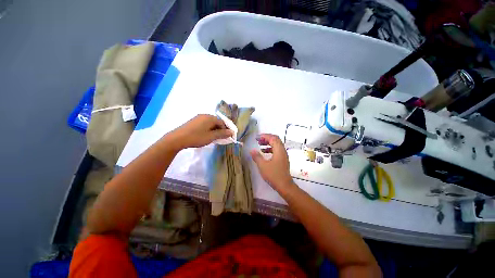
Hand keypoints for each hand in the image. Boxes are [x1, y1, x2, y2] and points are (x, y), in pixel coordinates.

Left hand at [169, 114, 232, 149]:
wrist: (177, 138)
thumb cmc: (196, 137)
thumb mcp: (211, 137)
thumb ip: (222, 134)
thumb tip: (232, 132)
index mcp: (210, 118)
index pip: (222, 123)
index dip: (226, 130)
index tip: (228, 137)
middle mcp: (205, 115)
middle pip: (217, 122)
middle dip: (220, 130)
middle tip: (221, 138)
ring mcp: (198, 118)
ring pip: (210, 123)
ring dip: (214, 130)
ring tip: (213, 138)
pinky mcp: (194, 121)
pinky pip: (205, 124)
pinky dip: (208, 129)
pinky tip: (206, 135)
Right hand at [250, 134, 294, 192]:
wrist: (285, 186)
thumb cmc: (274, 175)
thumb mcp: (263, 165)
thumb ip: (257, 157)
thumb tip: (251, 150)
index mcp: (279, 150)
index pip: (273, 138)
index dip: (265, 136)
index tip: (257, 137)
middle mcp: (283, 150)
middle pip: (275, 140)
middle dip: (266, 138)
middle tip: (258, 140)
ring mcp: (284, 155)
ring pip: (276, 145)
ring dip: (268, 143)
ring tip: (260, 145)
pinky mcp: (283, 159)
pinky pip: (277, 150)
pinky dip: (270, 149)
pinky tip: (264, 152)